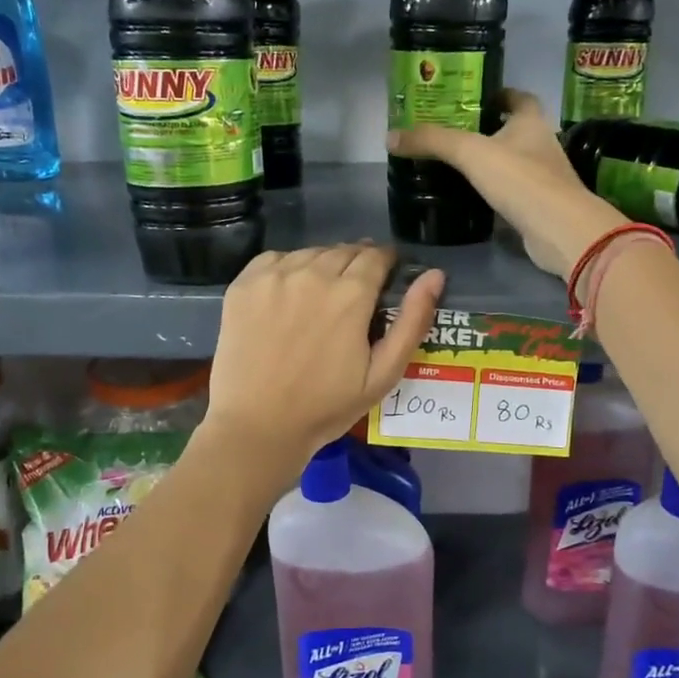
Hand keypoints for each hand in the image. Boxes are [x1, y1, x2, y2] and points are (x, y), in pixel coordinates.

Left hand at [203, 243, 444, 469]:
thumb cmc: (326, 407)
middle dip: (356, 264)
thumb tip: (435, 276)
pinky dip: (287, 269)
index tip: (385, 276)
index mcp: (351, 294)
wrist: (258, 426)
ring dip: (322, 266)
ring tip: (320, 296)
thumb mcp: (383, 374)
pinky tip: (288, 295)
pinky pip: (274, 260)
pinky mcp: (244, 285)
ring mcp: (274, 276)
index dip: (385, 262)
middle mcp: (312, 274)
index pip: (376, 256)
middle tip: (353, 293)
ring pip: (309, 253)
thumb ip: (412, 321)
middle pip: (343, 251)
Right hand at [388, 89, 625, 276]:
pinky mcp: (537, 207)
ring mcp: (542, 178)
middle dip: (486, 130)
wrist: (559, 230)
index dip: (498, 94)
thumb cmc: (520, 179)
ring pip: (511, 163)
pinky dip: (492, 193)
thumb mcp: (470, 153)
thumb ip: (432, 142)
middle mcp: (541, 144)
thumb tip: (390, 136)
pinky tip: (468, 198)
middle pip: (513, 130)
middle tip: (450, 134)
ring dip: (489, 163)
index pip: (518, 97)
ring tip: (454, 165)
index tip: (472, 98)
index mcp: (531, 121)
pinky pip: (510, 193)